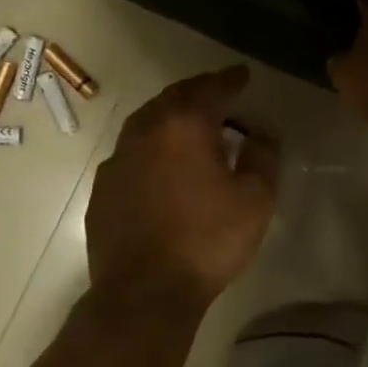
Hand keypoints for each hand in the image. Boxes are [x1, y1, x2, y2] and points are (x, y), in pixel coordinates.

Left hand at [86, 66, 278, 307]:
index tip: (243, 75)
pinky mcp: (104, 187)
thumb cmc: (207, 242)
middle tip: (218, 92)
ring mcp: (118, 158)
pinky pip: (131, 150)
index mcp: (184, 126)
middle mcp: (145, 131)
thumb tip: (262, 133)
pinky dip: (151, 144)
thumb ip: (263, 157)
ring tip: (190, 122)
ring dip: (171, 114)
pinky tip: (161, 162)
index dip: (230, 79)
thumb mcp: (255, 201)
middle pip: (174, 97)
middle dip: (198, 90)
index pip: (211, 88)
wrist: (144, 292)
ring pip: (147, 121)